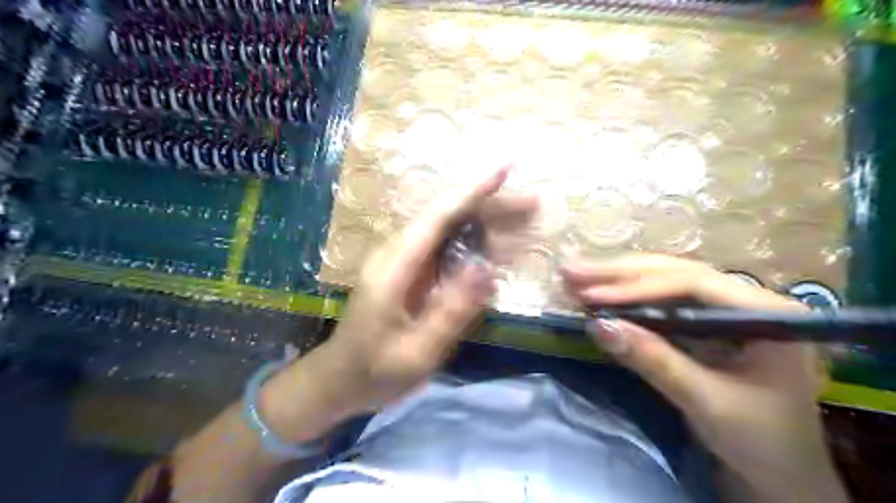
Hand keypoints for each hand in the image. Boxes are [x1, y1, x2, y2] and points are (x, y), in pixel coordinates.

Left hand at [290, 167, 534, 420]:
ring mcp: (404, 263)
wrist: (339, 380)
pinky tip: (498, 252)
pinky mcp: (411, 274)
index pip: (438, 217)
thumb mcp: (416, 352)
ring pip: (450, 231)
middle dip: (491, 207)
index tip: (505, 169)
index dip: (473, 191)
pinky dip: (475, 247)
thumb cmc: (374, 371)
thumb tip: (487, 270)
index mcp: (395, 267)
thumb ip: (451, 311)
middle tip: (533, 205)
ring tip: (524, 224)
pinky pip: (447, 251)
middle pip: (448, 217)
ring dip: (487, 225)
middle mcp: (398, 254)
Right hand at [559, 256, 849, 502]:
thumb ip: (653, 360)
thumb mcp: (706, 402)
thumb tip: (597, 325)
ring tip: (576, 276)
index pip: (693, 283)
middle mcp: (745, 298)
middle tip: (572, 270)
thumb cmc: (762, 443)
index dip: (638, 287)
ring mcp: (723, 309)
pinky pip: (661, 301)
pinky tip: (599, 293)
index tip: (592, 295)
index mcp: (767, 311)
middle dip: (619, 273)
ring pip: (664, 282)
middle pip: (674, 273)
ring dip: (617, 280)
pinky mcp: (704, 324)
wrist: (781, 478)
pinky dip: (627, 299)